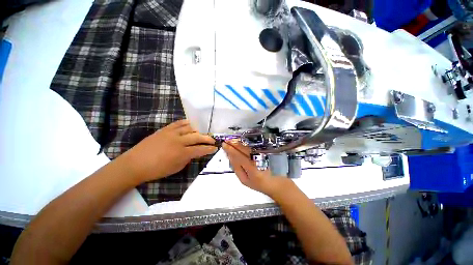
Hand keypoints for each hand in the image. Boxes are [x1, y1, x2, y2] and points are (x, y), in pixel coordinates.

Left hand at [123, 120, 216, 183]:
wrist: (135, 164)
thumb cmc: (156, 170)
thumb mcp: (176, 168)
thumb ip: (187, 159)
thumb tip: (193, 153)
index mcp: (182, 153)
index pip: (200, 149)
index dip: (209, 149)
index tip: (215, 148)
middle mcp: (179, 141)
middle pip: (197, 137)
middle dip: (207, 139)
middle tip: (212, 140)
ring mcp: (172, 133)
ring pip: (190, 128)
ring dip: (198, 131)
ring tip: (202, 133)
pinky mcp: (165, 129)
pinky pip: (178, 123)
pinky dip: (186, 123)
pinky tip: (191, 124)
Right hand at [222, 141, 290, 195]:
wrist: (276, 182)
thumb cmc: (259, 184)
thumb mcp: (244, 180)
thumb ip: (237, 168)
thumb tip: (230, 156)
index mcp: (253, 169)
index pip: (239, 156)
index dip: (230, 149)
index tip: (224, 144)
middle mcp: (258, 159)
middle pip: (243, 149)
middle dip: (233, 143)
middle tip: (226, 140)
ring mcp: (263, 154)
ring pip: (248, 146)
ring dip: (239, 142)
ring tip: (231, 139)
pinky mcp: (266, 151)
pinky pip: (253, 145)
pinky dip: (245, 143)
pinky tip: (240, 141)